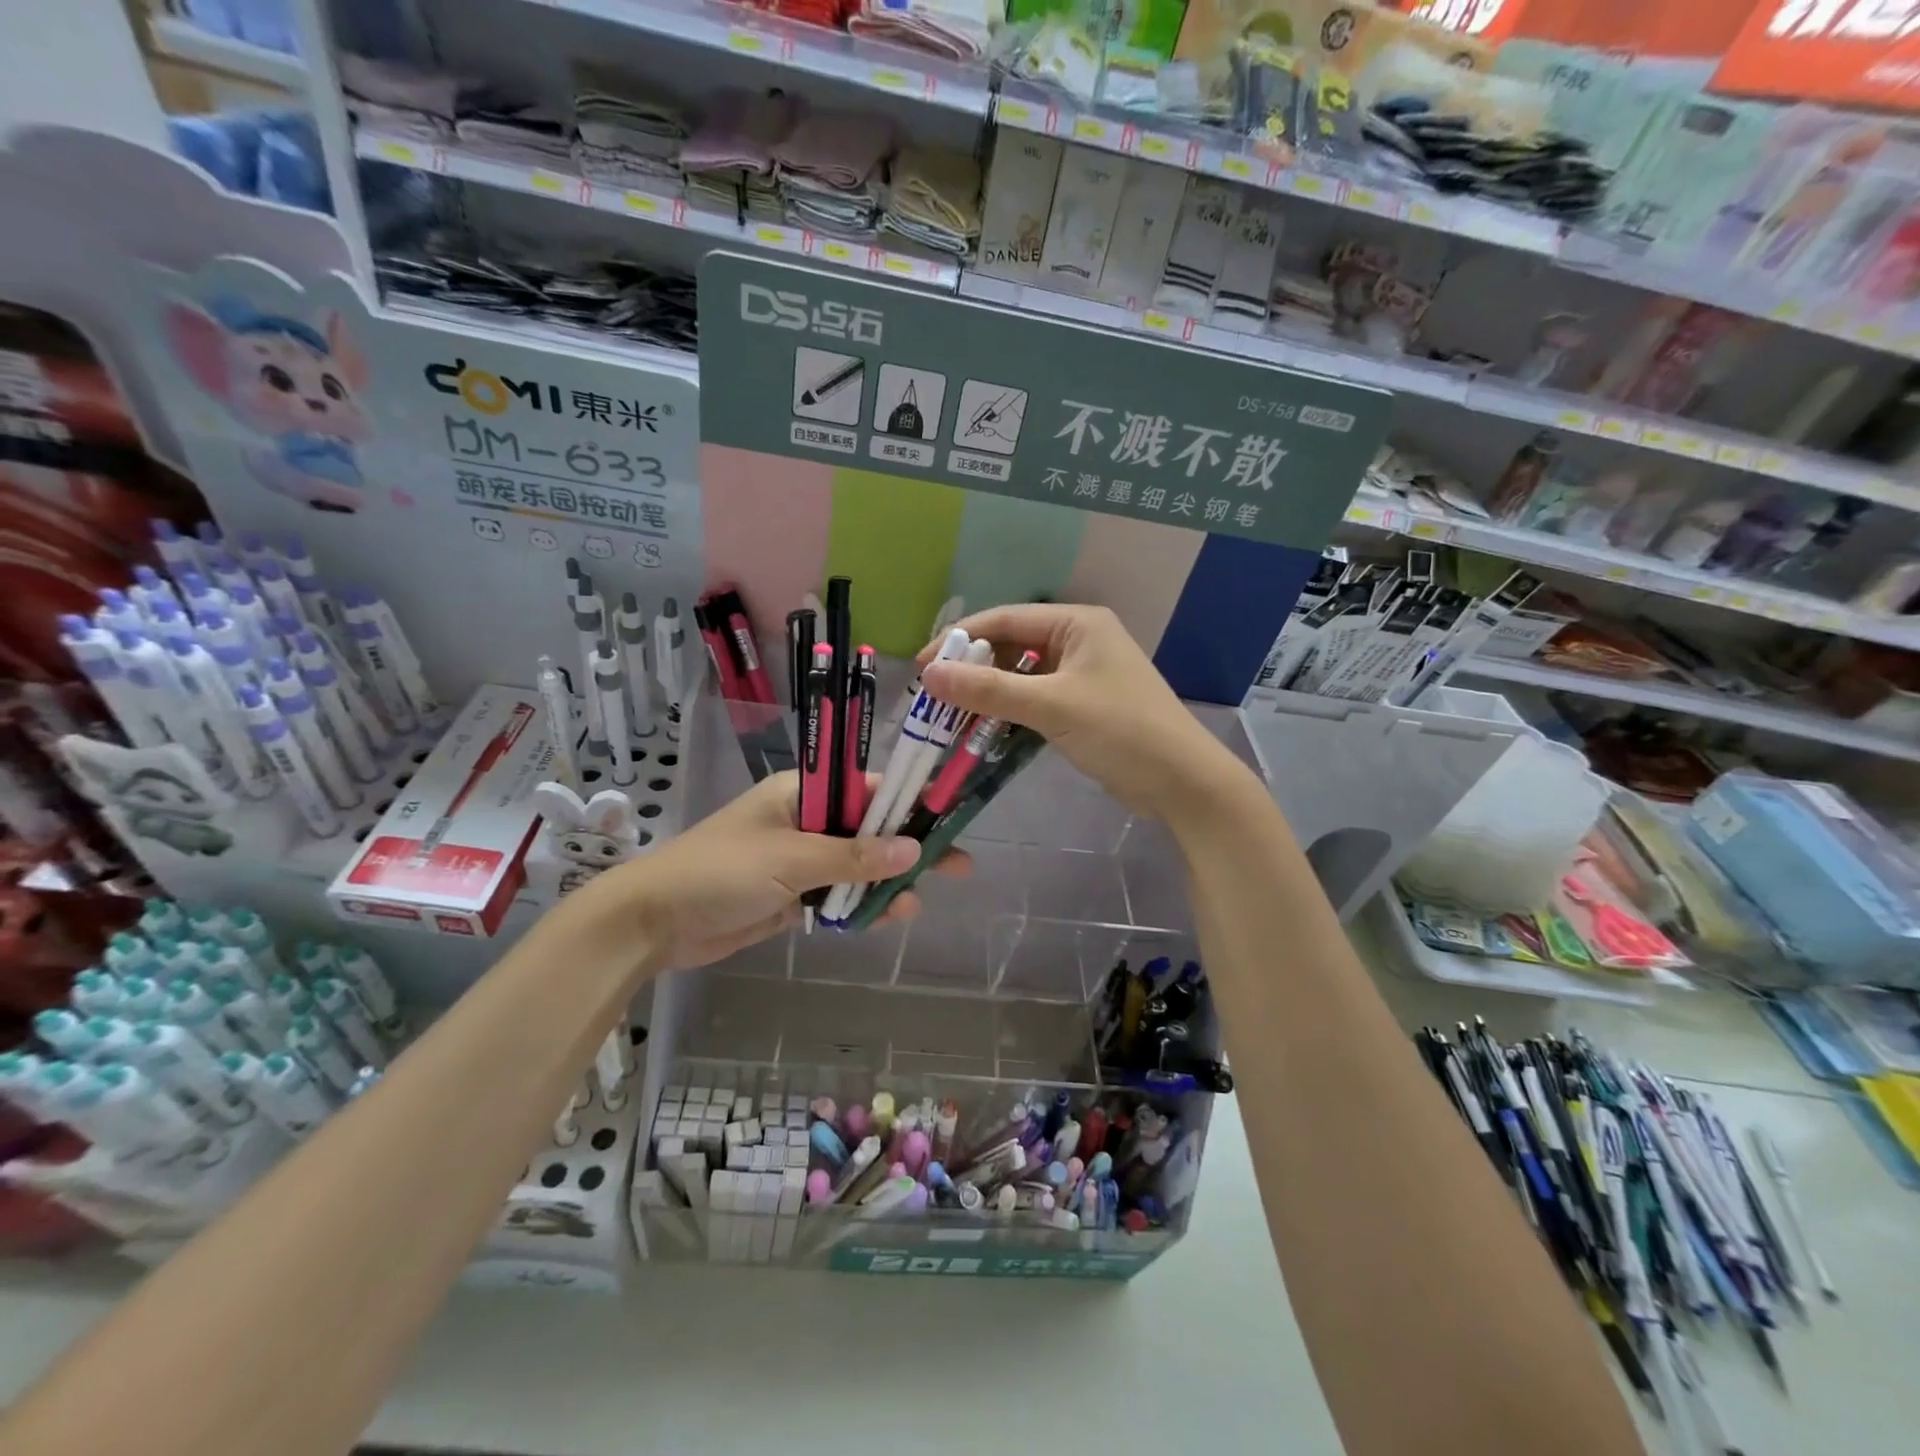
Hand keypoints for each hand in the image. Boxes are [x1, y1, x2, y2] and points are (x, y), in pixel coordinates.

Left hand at [568, 771, 960, 969]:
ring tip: (917, 903)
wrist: (652, 923)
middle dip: (908, 848)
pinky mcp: (791, 896)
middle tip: (958, 863)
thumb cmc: (719, 872)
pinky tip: (888, 917)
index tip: (947, 817)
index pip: (867, 788)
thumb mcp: (790, 859)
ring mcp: (798, 860)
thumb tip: (912, 849)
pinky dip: (859, 906)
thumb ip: (853, 857)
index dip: (908, 803)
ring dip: (885, 884)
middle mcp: (805, 821)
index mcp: (802, 793)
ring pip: (856, 867)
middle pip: (868, 830)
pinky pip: (836, 896)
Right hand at [918, 604, 1247, 822]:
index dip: (959, 640)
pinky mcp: (1083, 705)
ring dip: (988, 694)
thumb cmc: (1121, 731)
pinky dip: (1009, 713)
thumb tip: (930, 675)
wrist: (1182, 781)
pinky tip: (983, 730)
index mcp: (1076, 623)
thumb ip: (990, 690)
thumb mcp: (1052, 706)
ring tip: (950, 716)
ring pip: (1021, 676)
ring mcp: (1082, 674)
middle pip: (1010, 647)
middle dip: (972, 670)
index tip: (922, 668)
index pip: (1004, 620)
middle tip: (933, 697)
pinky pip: (1034, 700)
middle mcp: (1078, 640)